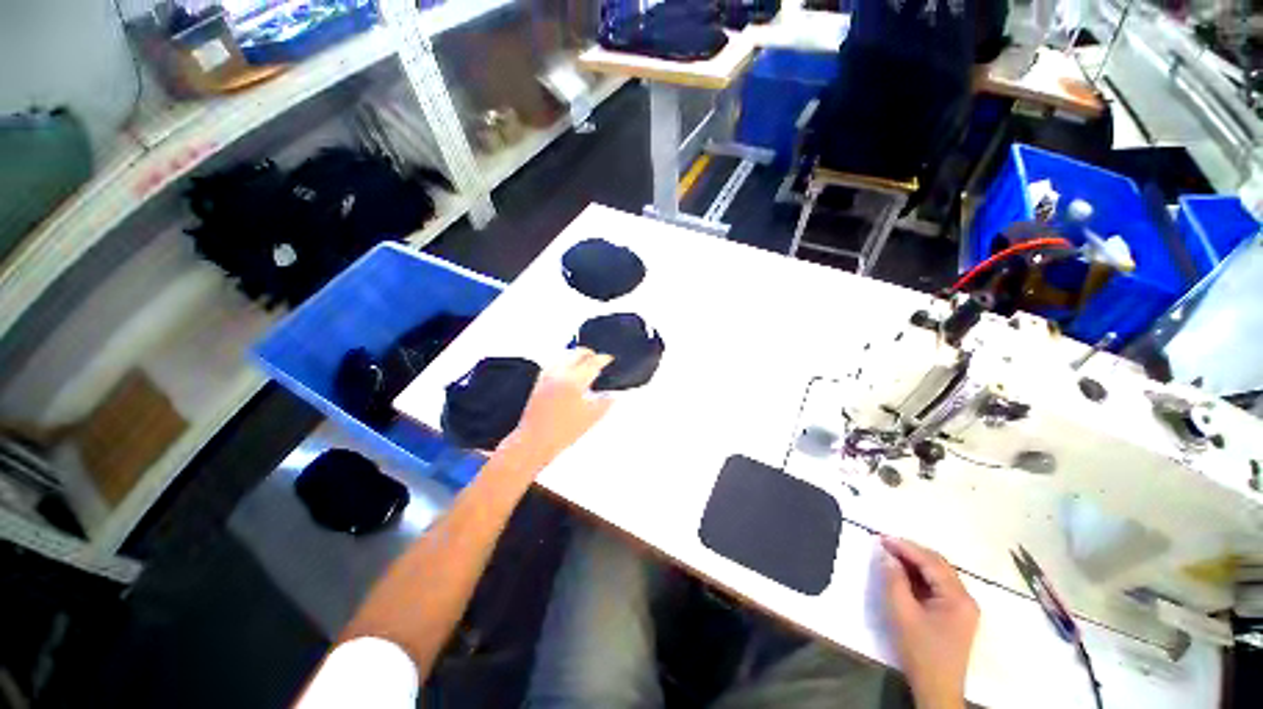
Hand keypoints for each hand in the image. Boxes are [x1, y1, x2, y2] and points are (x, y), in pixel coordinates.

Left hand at [495, 348, 614, 472]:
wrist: (536, 440)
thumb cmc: (563, 431)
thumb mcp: (592, 417)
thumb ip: (606, 402)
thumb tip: (614, 393)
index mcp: (574, 381)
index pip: (593, 362)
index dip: (604, 359)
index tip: (610, 359)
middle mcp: (560, 373)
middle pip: (578, 353)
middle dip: (591, 354)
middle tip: (599, 360)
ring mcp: (548, 375)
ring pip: (566, 355)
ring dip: (577, 356)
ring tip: (586, 364)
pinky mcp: (540, 380)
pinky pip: (555, 362)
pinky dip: (565, 362)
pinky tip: (571, 371)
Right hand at [881, 537, 978, 708]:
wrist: (937, 689)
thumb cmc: (920, 651)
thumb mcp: (902, 614)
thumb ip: (893, 580)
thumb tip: (886, 555)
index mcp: (957, 597)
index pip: (930, 562)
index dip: (905, 547)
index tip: (881, 537)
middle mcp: (966, 598)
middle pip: (938, 565)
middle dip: (911, 552)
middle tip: (885, 545)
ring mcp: (964, 607)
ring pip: (939, 574)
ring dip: (916, 563)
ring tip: (891, 557)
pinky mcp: (957, 615)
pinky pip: (939, 586)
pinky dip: (921, 577)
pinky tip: (905, 576)